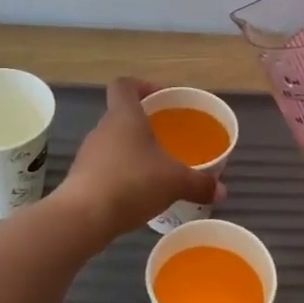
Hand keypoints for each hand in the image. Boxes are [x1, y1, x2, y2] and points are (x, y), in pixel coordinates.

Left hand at [56, 78, 222, 235]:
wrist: (83, 217)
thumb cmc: (132, 183)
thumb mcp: (175, 182)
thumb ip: (199, 184)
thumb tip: (221, 191)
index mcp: (124, 115)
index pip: (125, 85)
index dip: (142, 86)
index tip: (161, 99)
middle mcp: (103, 128)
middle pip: (121, 115)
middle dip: (144, 124)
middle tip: (167, 138)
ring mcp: (89, 153)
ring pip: (114, 143)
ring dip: (132, 151)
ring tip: (155, 169)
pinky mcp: (81, 178)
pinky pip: (105, 167)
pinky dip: (121, 174)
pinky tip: (137, 193)